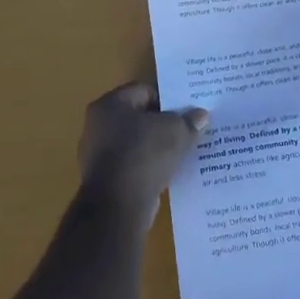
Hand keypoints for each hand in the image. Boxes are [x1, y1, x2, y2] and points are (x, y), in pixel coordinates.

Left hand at [76, 82, 208, 226]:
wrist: (118, 207)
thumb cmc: (143, 155)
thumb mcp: (176, 132)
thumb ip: (189, 121)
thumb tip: (201, 116)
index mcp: (110, 104)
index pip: (144, 91)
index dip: (169, 99)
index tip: (188, 110)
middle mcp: (98, 126)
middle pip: (139, 118)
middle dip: (163, 124)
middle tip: (188, 130)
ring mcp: (98, 155)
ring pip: (136, 144)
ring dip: (157, 148)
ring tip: (182, 153)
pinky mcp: (105, 182)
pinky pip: (133, 167)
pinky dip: (149, 169)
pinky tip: (168, 174)